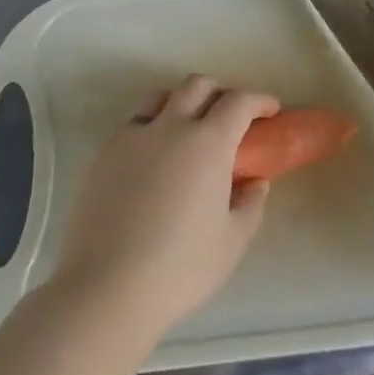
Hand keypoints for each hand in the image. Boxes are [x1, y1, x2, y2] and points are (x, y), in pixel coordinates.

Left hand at [52, 75, 277, 341]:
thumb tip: (255, 182)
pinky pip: (133, 123)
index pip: (238, 102)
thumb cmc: (181, 267)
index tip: (269, 110)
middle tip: (231, 118)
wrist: (107, 288)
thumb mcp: (233, 241)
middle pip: (197, 86)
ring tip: (188, 128)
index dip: (258, 100)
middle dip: (220, 92)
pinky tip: (154, 157)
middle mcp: (170, 127)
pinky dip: (152, 125)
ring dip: (182, 101)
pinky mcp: (104, 154)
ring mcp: (132, 137)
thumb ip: (250, 204)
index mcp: (208, 142)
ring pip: (160, 96)